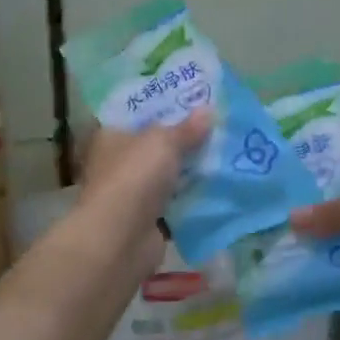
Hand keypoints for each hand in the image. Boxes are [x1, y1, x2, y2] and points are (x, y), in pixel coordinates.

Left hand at [77, 111, 210, 273]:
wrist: (120, 238)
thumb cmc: (134, 177)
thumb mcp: (163, 142)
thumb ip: (186, 128)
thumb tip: (208, 110)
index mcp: (111, 136)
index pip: (138, 115)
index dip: (164, 107)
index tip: (195, 101)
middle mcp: (119, 163)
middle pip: (156, 147)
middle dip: (185, 140)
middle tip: (220, 127)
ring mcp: (133, 194)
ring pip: (169, 176)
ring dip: (193, 171)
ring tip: (228, 155)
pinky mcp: (149, 220)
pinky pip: (177, 204)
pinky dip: (194, 199)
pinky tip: (222, 188)